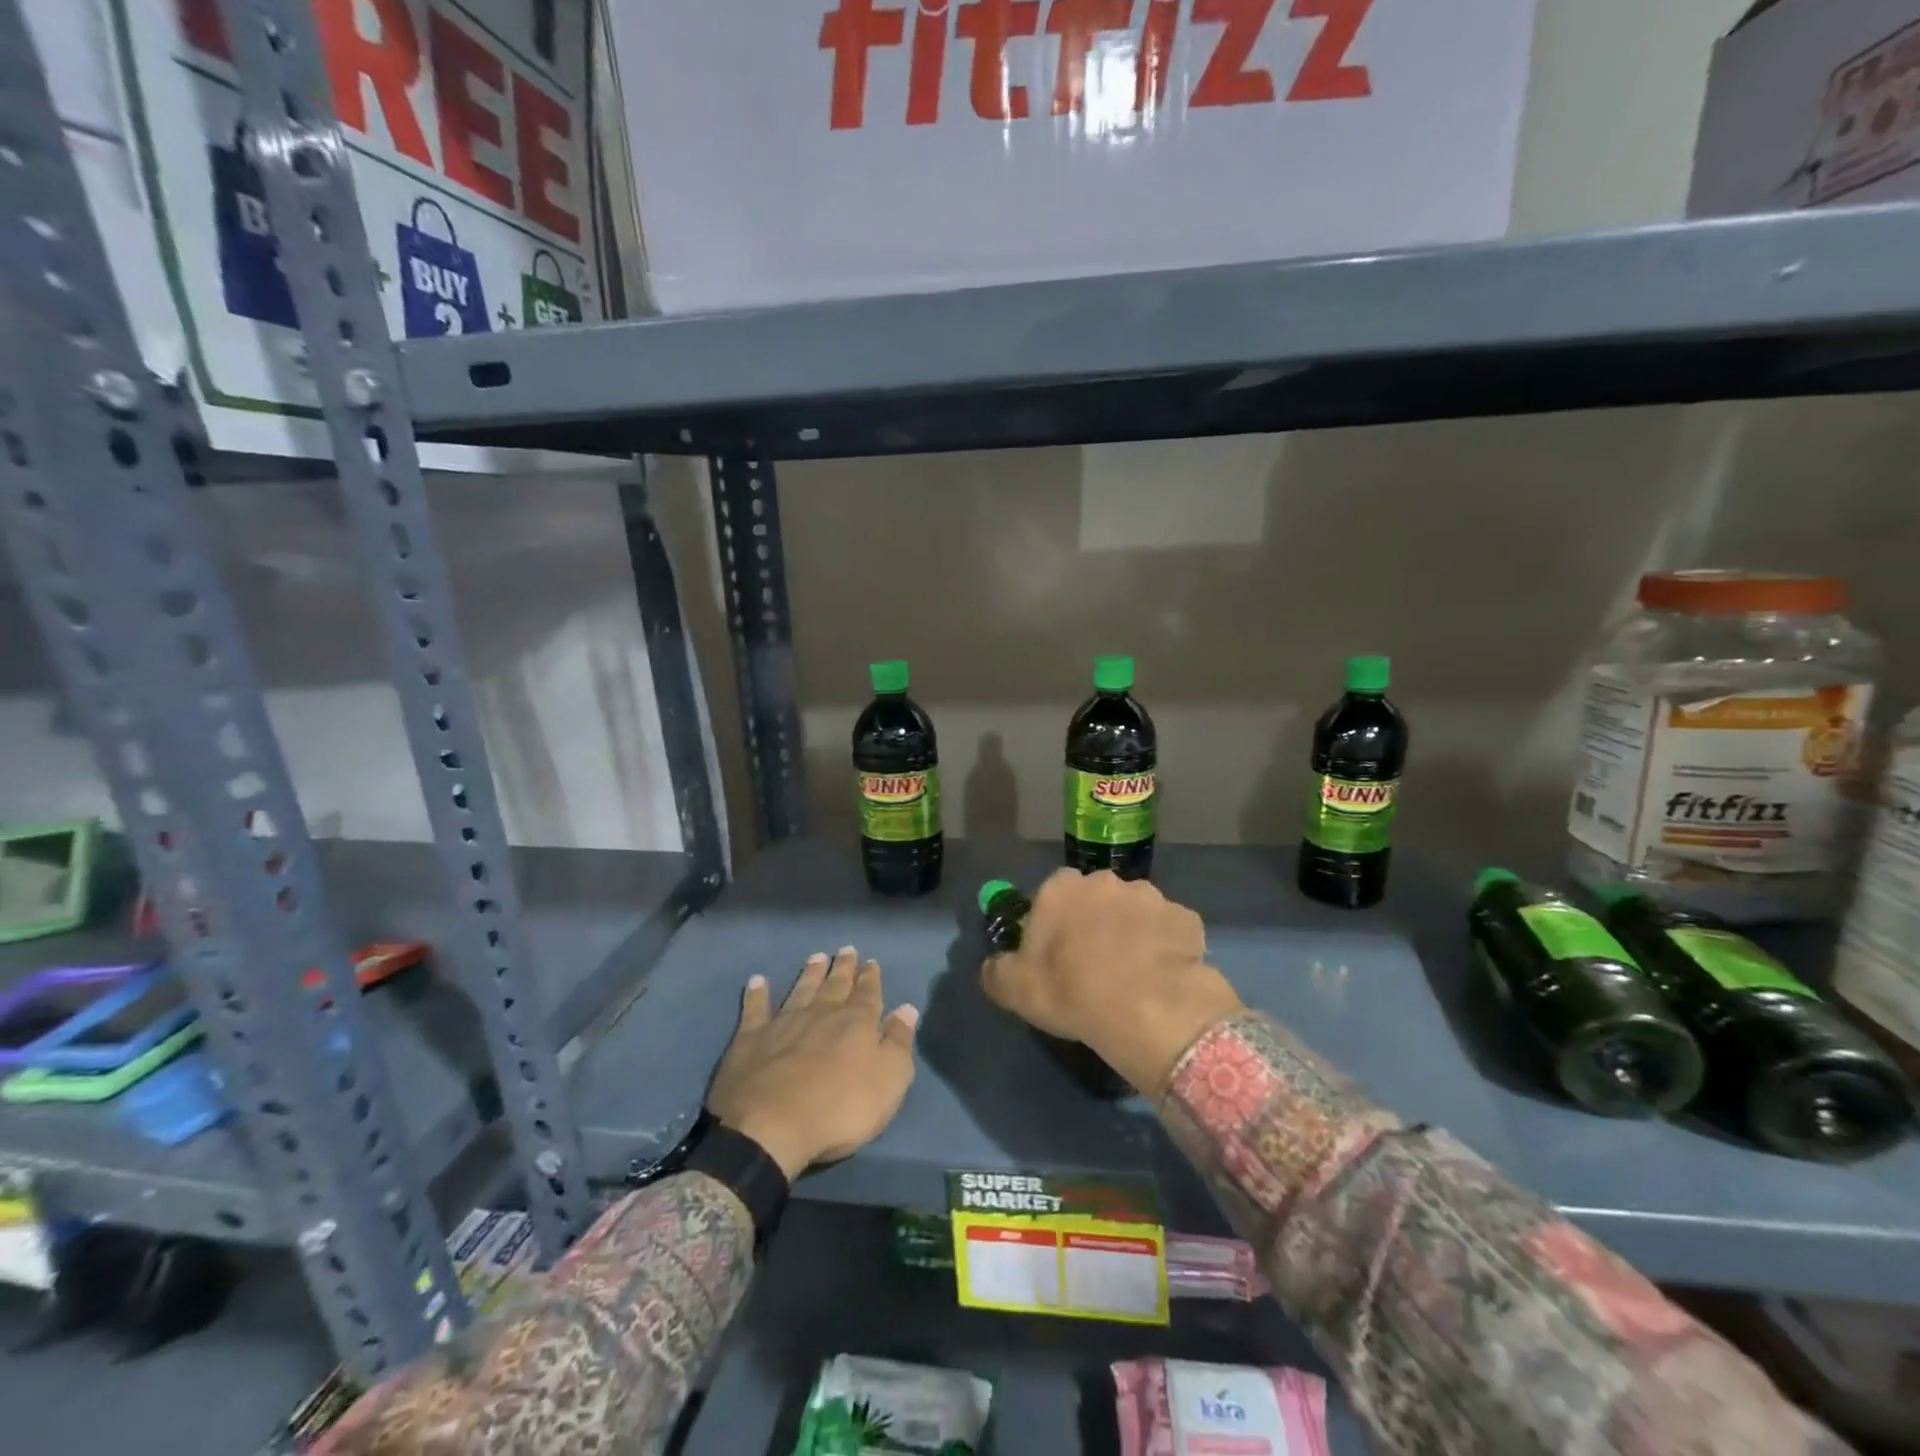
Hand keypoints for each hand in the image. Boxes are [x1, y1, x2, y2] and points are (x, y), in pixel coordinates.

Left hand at [705, 947, 917, 1179]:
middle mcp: (821, 1014)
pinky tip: (757, 981)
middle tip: (846, 950)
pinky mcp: (750, 1039)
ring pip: (801, 989)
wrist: (771, 1128)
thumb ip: (898, 1042)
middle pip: (835, 985)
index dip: (871, 978)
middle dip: (843, 968)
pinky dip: (757, 994)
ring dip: (810, 973)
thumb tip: (907, 1009)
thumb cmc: (840, 1109)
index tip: (871, 962)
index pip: (868, 994)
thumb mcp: (888, 1080)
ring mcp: (783, 1023)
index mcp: (856, 1023)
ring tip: (816, 957)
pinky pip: (755, 1009)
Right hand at [982, 870, 1241, 1099]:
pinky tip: (1162, 977)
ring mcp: (1151, 896)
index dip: (1053, 924)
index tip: (1055, 954)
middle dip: (1095, 921)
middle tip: (1094, 964)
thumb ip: (997, 970)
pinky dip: (1165, 947)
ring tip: (1133, 974)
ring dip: (1132, 932)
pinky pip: (1169, 931)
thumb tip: (994, 965)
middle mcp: (1105, 881)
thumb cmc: (1072, 992)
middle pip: (1095, 898)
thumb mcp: (1015, 990)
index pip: (1051, 895)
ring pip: (1134, 911)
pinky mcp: (1186, 918)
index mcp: (1061, 889)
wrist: (1148, 1010)